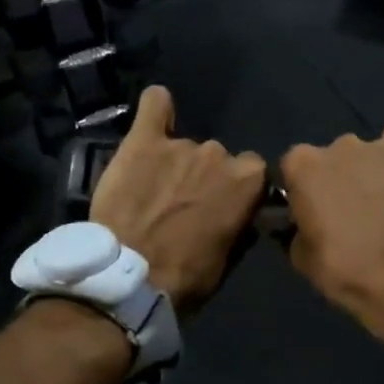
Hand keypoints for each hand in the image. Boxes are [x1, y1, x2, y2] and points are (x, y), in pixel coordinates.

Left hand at [90, 86, 266, 315]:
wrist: (130, 278)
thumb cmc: (186, 276)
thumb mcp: (227, 258)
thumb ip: (239, 222)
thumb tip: (242, 211)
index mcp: (247, 181)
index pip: (253, 172)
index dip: (236, 190)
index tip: (221, 207)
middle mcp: (218, 154)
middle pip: (217, 158)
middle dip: (203, 178)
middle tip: (181, 205)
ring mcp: (180, 145)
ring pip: (185, 146)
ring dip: (175, 164)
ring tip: (152, 190)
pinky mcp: (142, 141)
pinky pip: (154, 105)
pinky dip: (157, 108)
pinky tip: (155, 116)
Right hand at [279, 101, 383, 341]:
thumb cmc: (349, 273)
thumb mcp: (302, 258)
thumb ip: (295, 226)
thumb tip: (299, 218)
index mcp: (304, 167)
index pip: (294, 168)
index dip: (304, 192)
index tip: (315, 214)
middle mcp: (340, 146)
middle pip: (333, 157)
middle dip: (340, 180)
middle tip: (355, 213)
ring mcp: (382, 146)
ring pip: (369, 149)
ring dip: (373, 169)